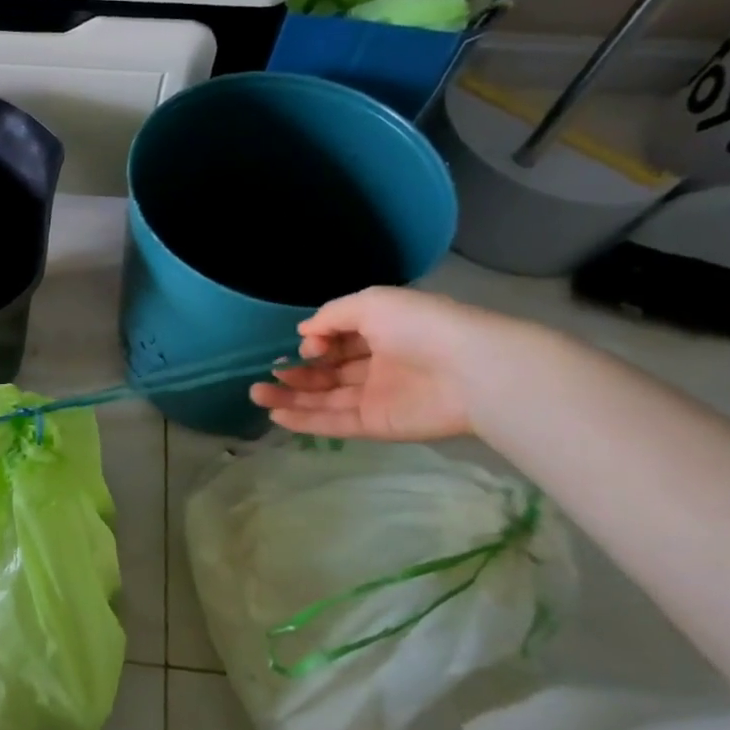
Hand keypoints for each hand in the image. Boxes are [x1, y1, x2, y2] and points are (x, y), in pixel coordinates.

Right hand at [249, 287, 526, 442]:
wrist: (472, 371)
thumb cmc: (422, 327)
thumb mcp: (372, 304)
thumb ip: (332, 316)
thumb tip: (304, 334)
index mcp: (381, 333)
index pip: (338, 341)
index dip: (316, 344)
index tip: (304, 346)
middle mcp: (377, 366)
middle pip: (327, 373)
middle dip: (295, 373)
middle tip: (267, 375)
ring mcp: (376, 398)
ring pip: (325, 399)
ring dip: (291, 397)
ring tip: (257, 394)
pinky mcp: (377, 425)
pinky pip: (335, 423)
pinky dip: (305, 420)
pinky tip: (277, 414)